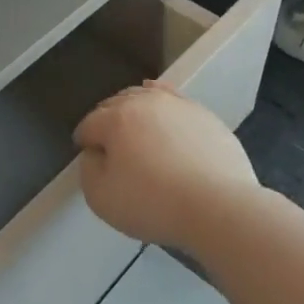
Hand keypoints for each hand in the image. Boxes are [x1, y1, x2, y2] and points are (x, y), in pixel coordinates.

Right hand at [73, 82, 258, 251]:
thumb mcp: (101, 198)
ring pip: (145, 97)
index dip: (84, 141)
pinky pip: (175, 102)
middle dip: (106, 121)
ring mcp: (177, 105)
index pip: (89, 124)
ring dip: (134, 110)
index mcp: (115, 119)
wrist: (219, 206)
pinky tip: (163, 115)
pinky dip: (163, 106)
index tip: (87, 156)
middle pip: (115, 105)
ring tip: (136, 130)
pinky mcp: (204, 114)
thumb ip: (88, 170)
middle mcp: (144, 102)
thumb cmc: (153, 204)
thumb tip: (96, 154)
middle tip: (110, 146)